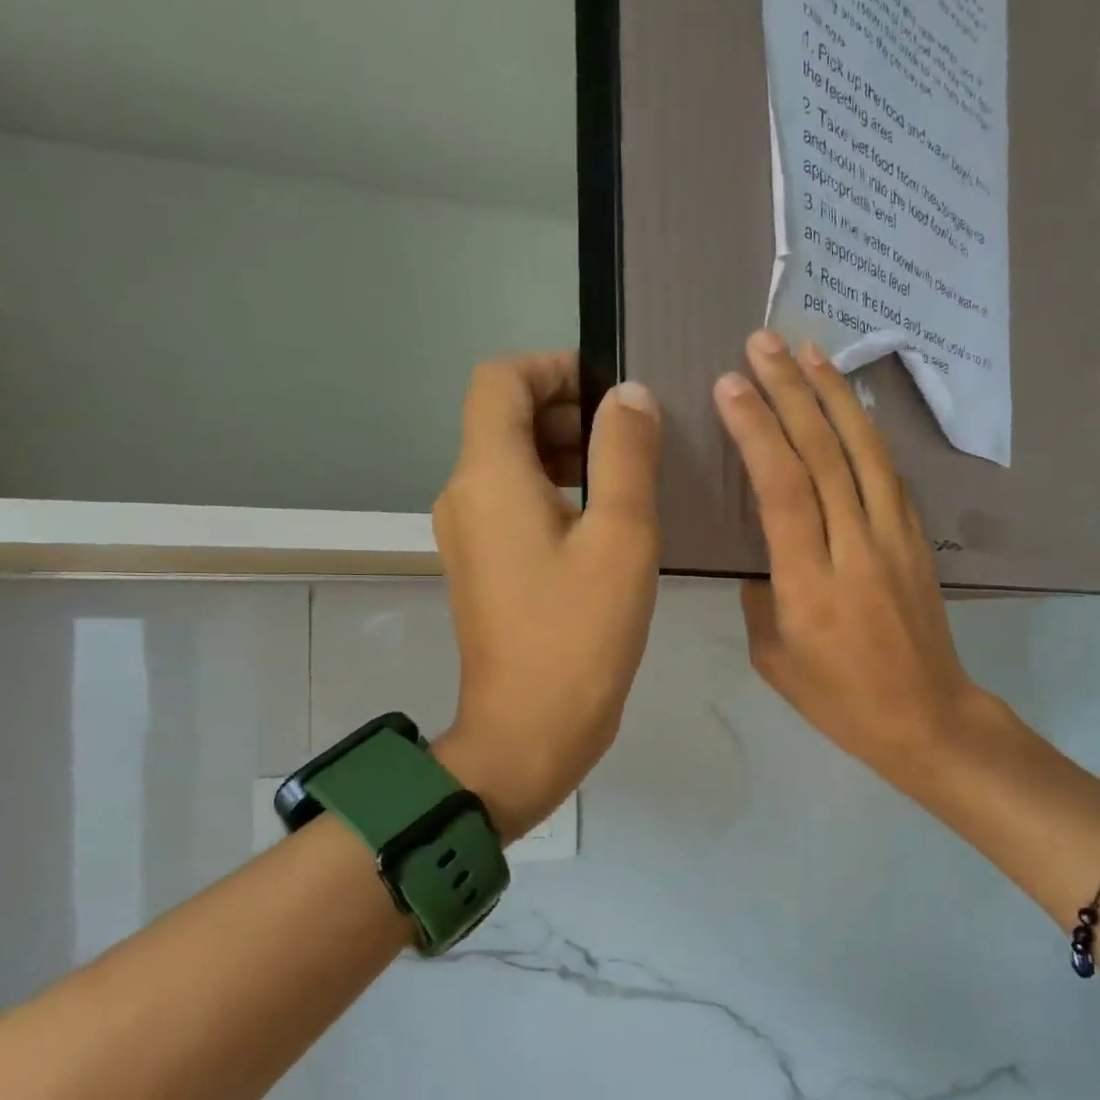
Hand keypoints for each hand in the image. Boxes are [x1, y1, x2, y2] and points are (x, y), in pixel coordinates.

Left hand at [432, 355, 661, 839]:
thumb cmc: (579, 634)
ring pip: (511, 463)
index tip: (611, 390)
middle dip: (568, 410)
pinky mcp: (482, 567)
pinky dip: (556, 493)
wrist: (529, 732)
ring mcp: (468, 534)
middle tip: (635, 437)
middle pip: (504, 419)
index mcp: (489, 475)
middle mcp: (464, 494)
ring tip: (629, 478)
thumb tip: (628, 396)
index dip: (554, 367)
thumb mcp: (621, 536)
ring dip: (566, 453)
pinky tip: (605, 523)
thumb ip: (626, 454)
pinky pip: (514, 504)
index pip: (500, 380)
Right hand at [714, 331, 994, 791]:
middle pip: (824, 455)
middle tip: (764, 343)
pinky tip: (851, 405)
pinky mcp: (917, 539)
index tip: (730, 385)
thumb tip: (762, 553)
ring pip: (864, 452)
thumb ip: (759, 597)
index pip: (782, 490)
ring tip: (810, 351)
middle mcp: (855, 548)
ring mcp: (895, 538)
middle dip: (791, 391)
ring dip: (835, 395)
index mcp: (810, 585)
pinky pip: (889, 473)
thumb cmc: (839, 700)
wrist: (926, 717)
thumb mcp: (774, 659)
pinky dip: (866, 431)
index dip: (757, 431)